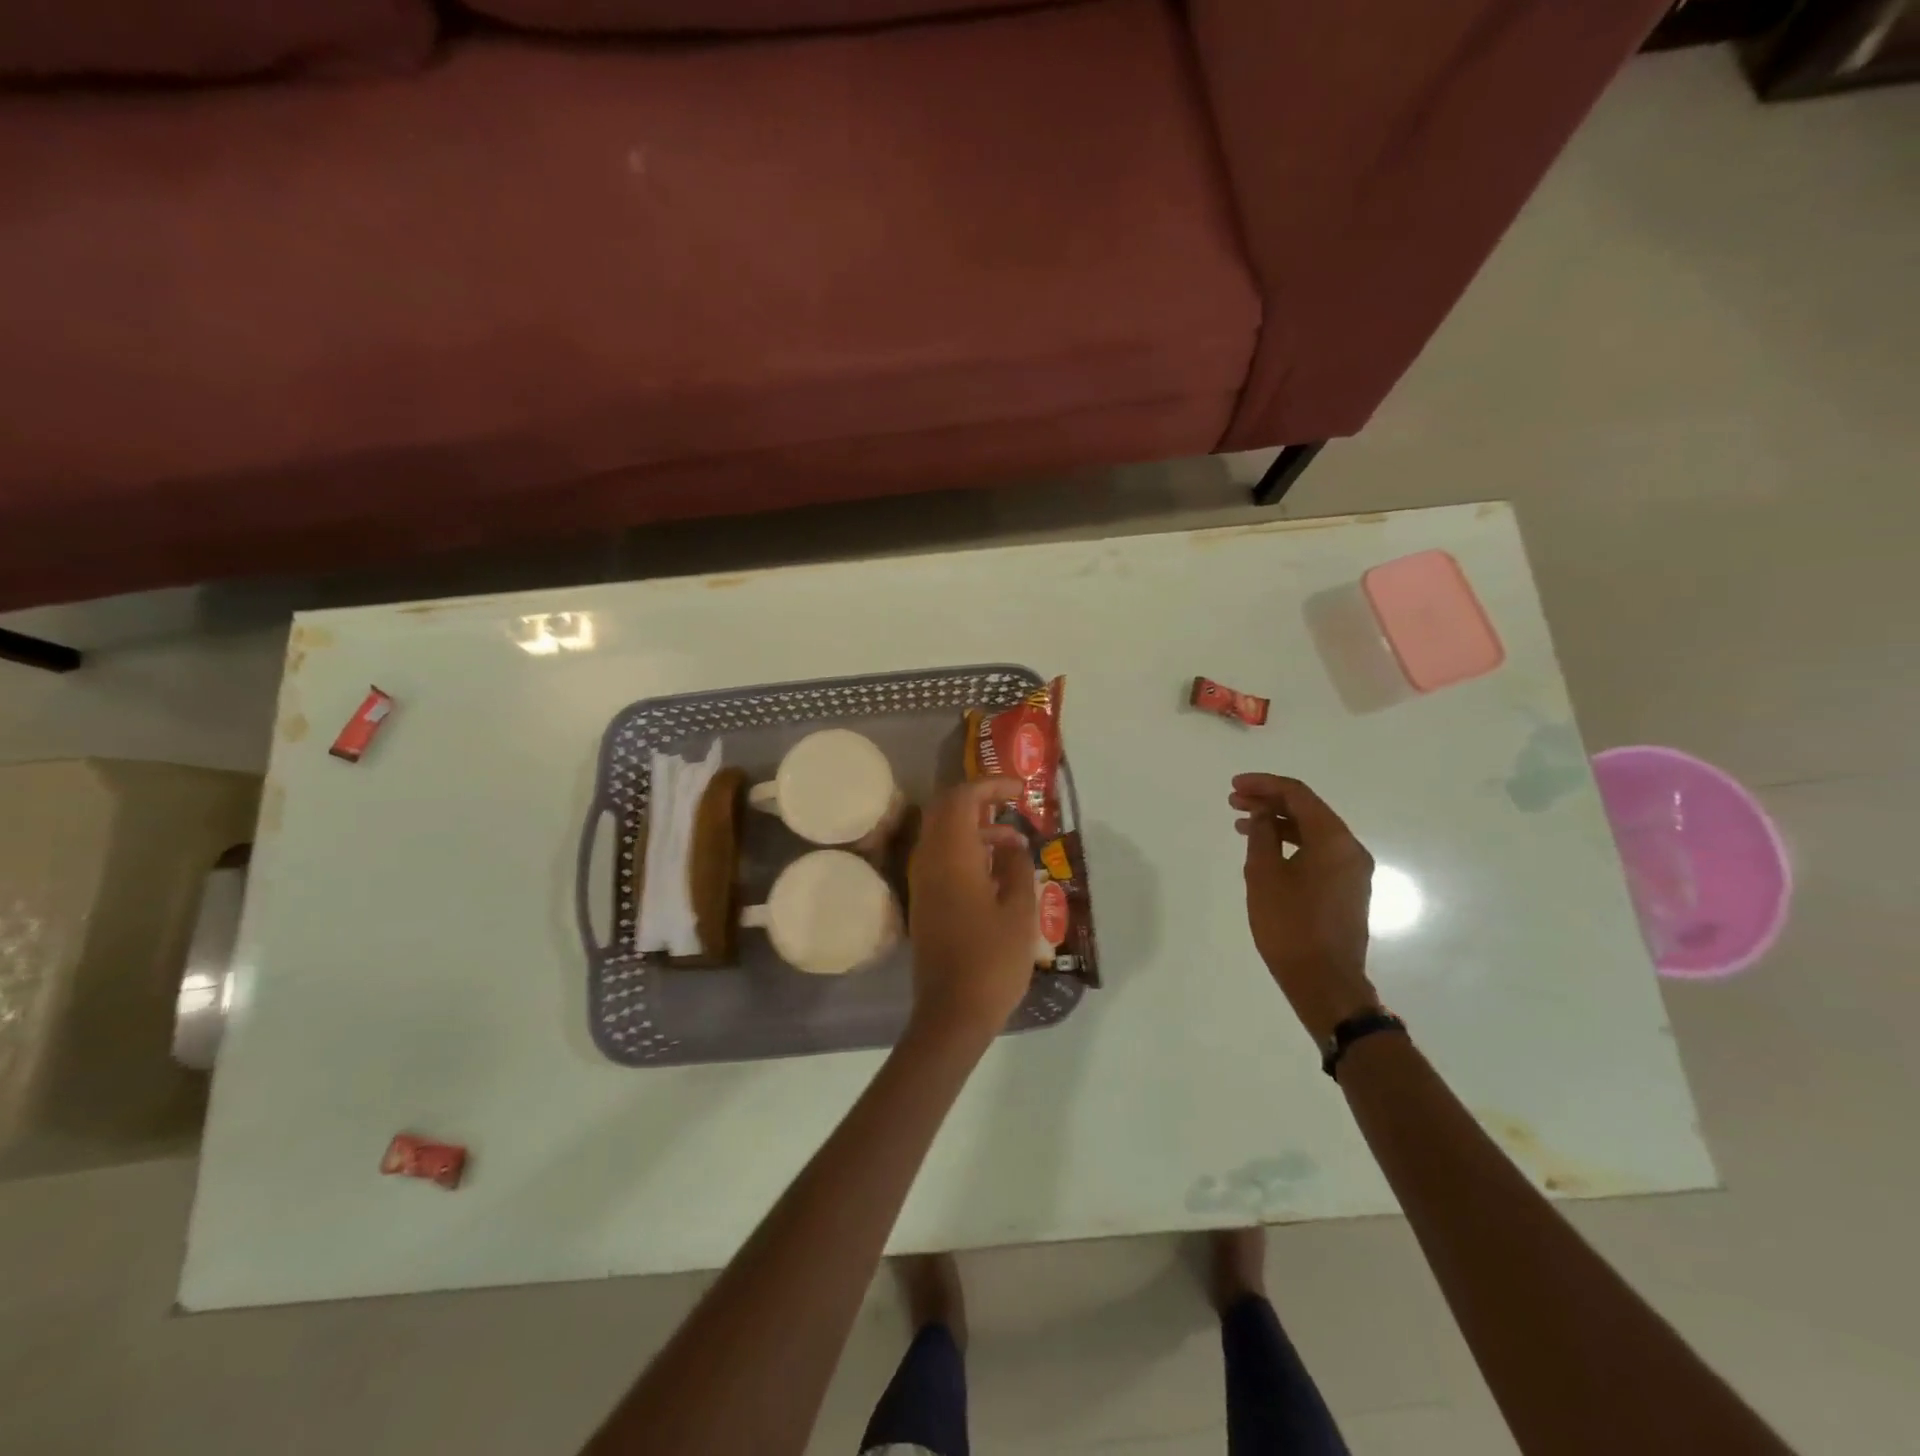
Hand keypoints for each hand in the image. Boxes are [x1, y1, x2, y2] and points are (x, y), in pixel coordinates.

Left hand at [907, 777, 1037, 1044]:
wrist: (952, 1013)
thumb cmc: (992, 960)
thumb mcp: (1020, 910)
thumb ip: (1016, 866)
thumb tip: (1011, 843)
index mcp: (951, 856)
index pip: (962, 798)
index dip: (990, 785)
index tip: (1020, 791)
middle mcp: (928, 860)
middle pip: (946, 810)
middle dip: (979, 800)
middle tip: (1013, 806)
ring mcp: (922, 881)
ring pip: (943, 834)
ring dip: (975, 828)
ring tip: (1015, 844)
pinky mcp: (924, 900)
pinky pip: (941, 857)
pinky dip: (966, 850)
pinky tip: (996, 871)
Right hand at [1230, 774, 1379, 1041]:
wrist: (1324, 981)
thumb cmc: (1289, 925)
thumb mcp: (1264, 875)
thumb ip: (1262, 835)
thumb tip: (1263, 812)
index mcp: (1334, 840)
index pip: (1298, 795)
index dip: (1264, 785)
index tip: (1234, 786)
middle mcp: (1350, 849)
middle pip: (1308, 810)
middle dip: (1269, 802)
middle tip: (1233, 802)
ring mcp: (1352, 871)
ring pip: (1312, 832)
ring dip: (1278, 823)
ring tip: (1242, 824)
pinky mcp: (1347, 890)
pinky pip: (1318, 853)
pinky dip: (1290, 844)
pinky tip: (1264, 852)